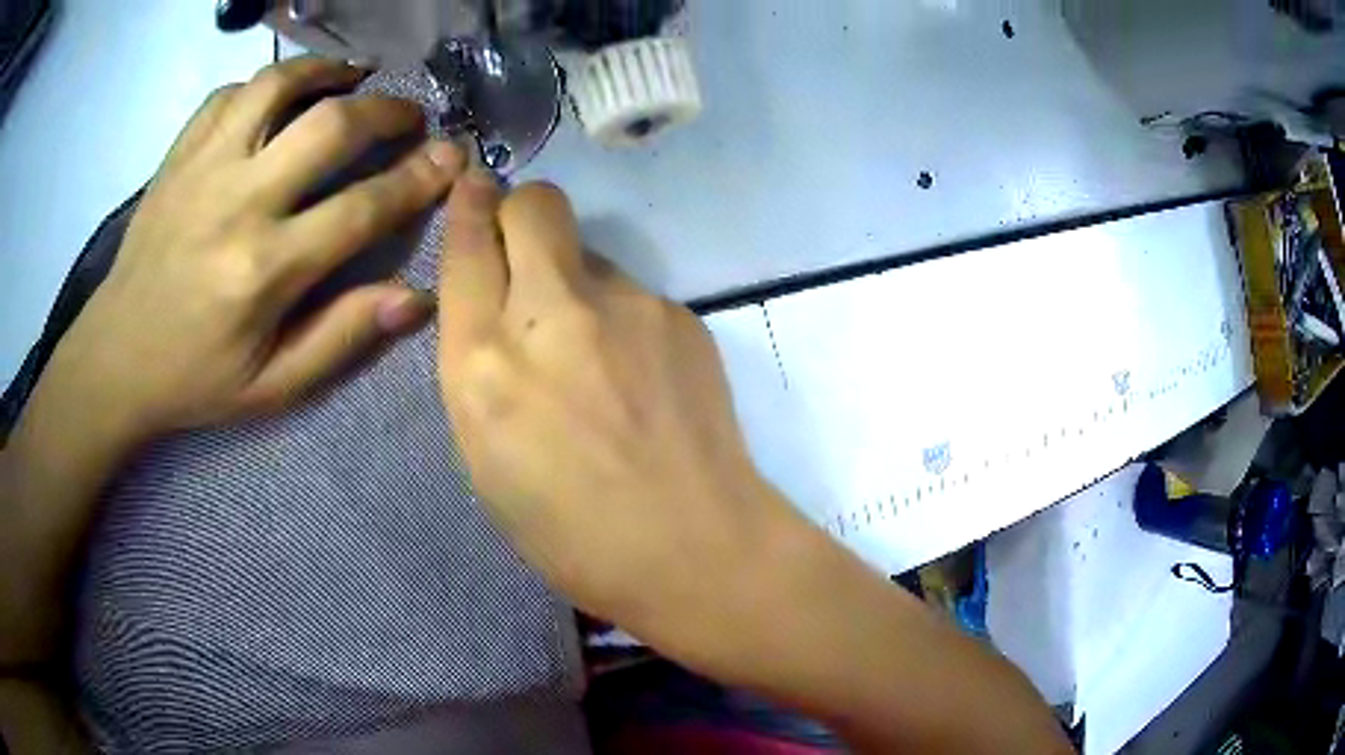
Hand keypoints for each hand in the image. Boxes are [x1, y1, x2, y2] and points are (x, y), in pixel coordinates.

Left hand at [49, 57, 465, 441]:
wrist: (116, 358)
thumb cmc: (194, 379)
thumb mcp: (272, 387)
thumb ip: (341, 338)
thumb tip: (416, 298)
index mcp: (264, 271)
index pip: (362, 208)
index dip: (418, 178)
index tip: (452, 157)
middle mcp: (237, 203)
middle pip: (330, 125)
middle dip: (387, 111)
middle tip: (410, 115)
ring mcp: (203, 168)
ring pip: (278, 85)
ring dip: (328, 72)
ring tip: (354, 77)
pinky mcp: (179, 155)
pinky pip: (230, 94)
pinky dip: (267, 83)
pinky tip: (282, 95)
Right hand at [437, 177, 800, 641]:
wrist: (695, 547)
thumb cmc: (572, 534)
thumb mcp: (486, 460)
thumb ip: (480, 369)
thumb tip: (496, 309)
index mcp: (485, 367)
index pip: (465, 248)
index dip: (466, 207)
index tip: (472, 187)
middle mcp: (552, 316)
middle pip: (534, 204)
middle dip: (519, 210)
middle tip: (523, 249)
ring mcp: (627, 306)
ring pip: (586, 250)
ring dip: (572, 279)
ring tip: (595, 355)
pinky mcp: (680, 314)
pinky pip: (631, 291)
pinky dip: (620, 316)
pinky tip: (640, 376)